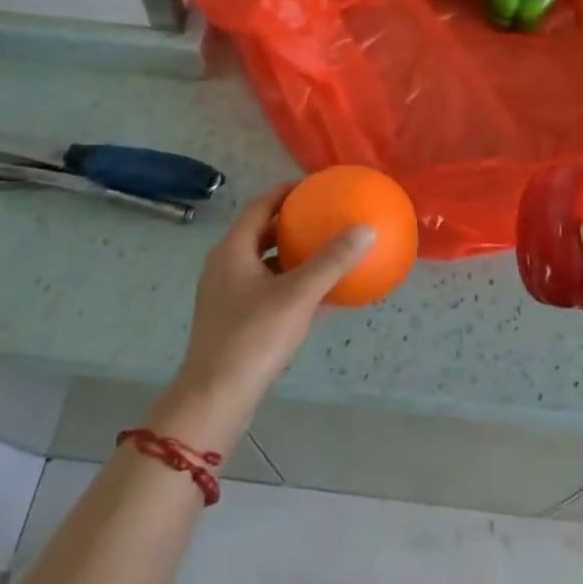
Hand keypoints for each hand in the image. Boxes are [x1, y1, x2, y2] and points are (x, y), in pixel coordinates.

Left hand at [156, 185, 374, 453]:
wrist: (216, 397)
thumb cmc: (253, 337)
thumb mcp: (298, 295)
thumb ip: (332, 261)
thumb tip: (366, 228)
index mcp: (233, 250)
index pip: (260, 206)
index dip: (286, 192)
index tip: (315, 186)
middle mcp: (225, 266)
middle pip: (261, 233)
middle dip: (291, 223)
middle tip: (324, 215)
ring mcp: (227, 295)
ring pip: (263, 262)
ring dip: (291, 254)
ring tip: (325, 250)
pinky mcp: (233, 320)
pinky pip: (266, 289)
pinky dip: (290, 283)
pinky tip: (320, 295)